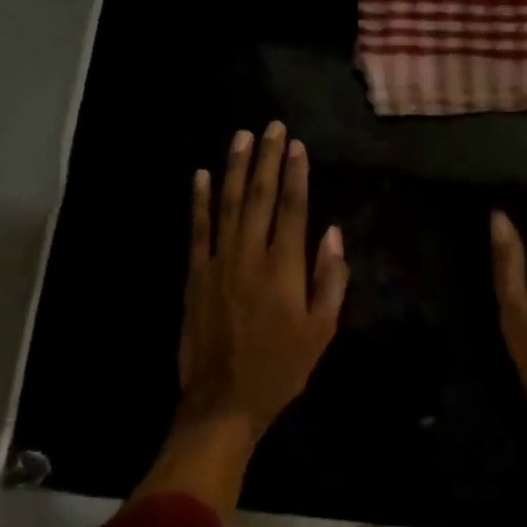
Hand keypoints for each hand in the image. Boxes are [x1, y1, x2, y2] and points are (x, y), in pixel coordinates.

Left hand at [179, 121, 347, 435]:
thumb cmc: (282, 368)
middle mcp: (250, 255)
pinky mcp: (194, 275)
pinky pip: (196, 229)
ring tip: (241, 137)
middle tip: (271, 127)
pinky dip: (198, 201)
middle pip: (258, 196)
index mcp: (285, 269)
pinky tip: (200, 176)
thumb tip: (332, 234)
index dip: (295, 175)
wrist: (224, 400)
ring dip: (234, 168)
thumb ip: (329, 280)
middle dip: (266, 159)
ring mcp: (218, 262)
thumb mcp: (321, 330)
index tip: (296, 146)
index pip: (292, 209)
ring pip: (226, 204)